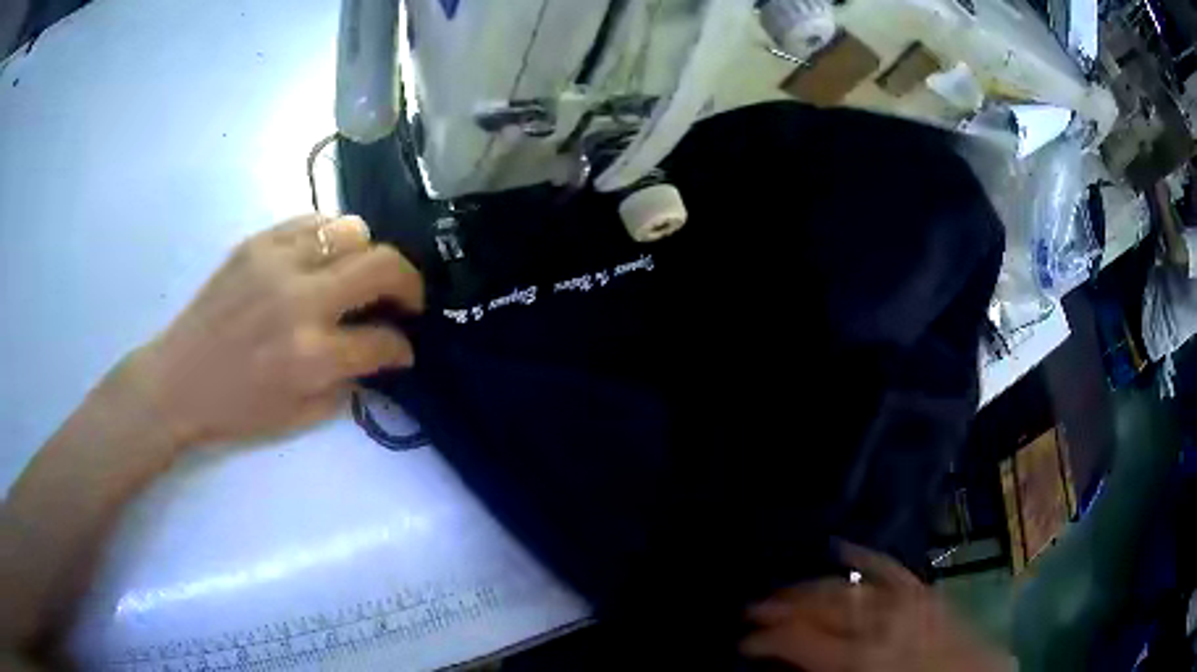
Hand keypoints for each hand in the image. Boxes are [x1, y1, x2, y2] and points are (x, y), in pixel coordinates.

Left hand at [131, 214, 423, 447]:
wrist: (178, 380)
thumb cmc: (235, 410)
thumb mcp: (298, 418)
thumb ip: (347, 386)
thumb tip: (375, 358)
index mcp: (311, 356)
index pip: (383, 341)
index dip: (402, 348)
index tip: (403, 349)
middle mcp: (301, 301)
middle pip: (383, 267)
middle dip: (410, 285)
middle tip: (406, 300)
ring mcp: (278, 263)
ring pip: (352, 230)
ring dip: (368, 255)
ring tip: (358, 274)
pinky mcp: (257, 243)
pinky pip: (312, 222)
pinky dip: (330, 237)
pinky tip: (323, 259)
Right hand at [741, 543, 1012, 671]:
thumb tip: (785, 663)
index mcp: (863, 656)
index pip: (800, 638)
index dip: (765, 637)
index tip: (742, 641)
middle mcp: (881, 622)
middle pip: (821, 605)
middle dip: (781, 606)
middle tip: (753, 609)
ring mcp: (906, 600)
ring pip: (848, 583)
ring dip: (811, 585)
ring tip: (785, 589)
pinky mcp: (924, 590)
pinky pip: (890, 567)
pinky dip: (864, 556)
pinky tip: (842, 549)